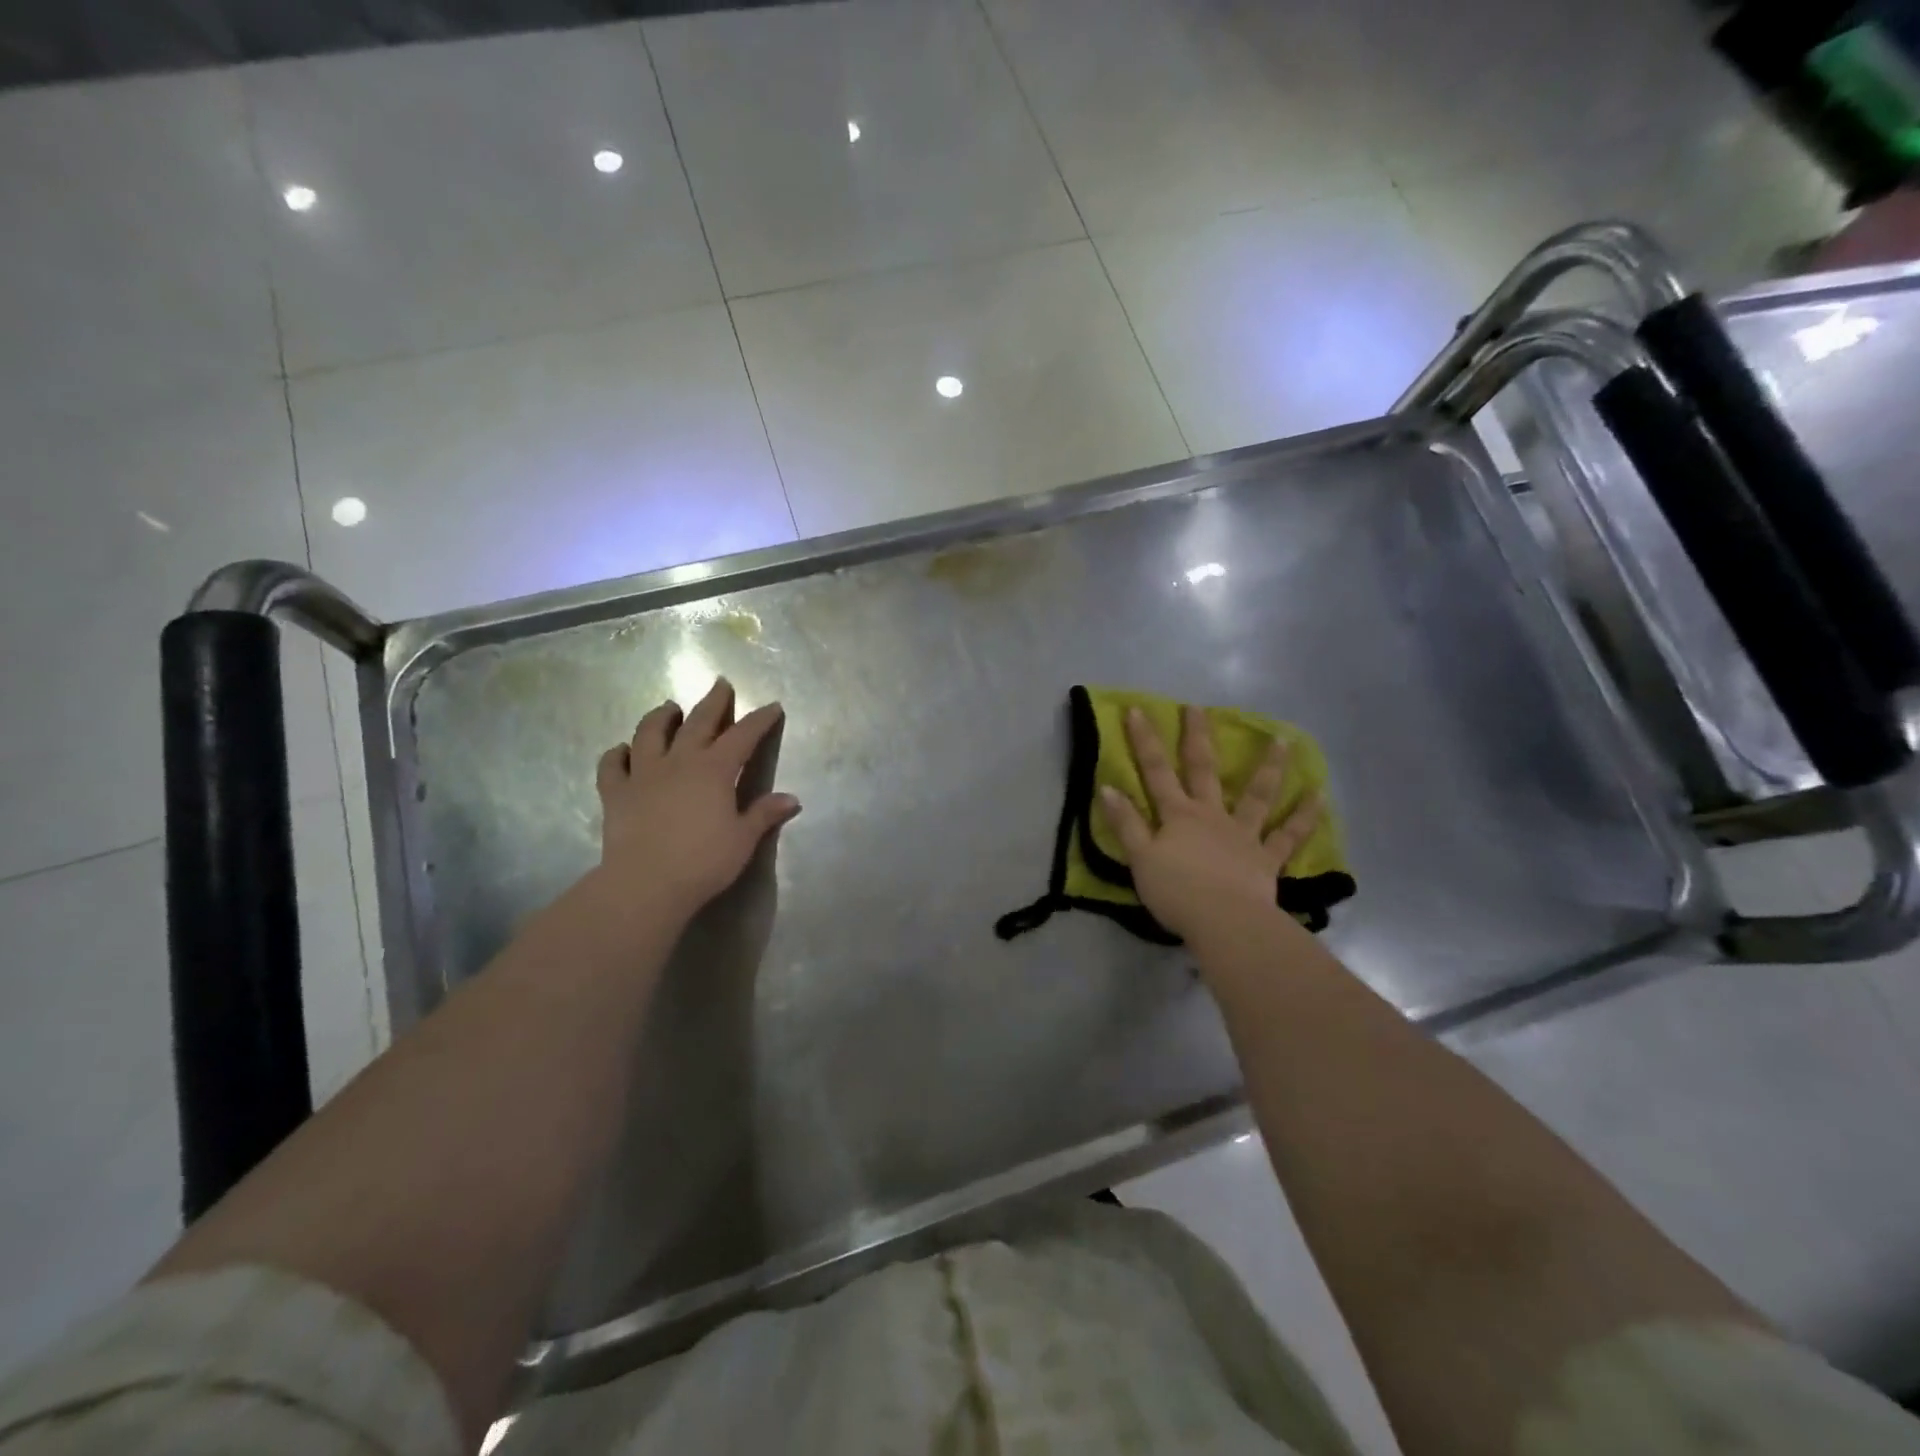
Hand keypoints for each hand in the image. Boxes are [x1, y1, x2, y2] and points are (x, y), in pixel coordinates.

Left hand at [594, 678, 800, 920]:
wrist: (645, 884)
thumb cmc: (703, 862)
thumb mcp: (742, 839)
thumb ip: (764, 814)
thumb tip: (792, 799)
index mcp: (714, 770)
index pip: (743, 736)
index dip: (759, 720)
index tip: (772, 706)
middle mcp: (679, 762)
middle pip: (698, 722)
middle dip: (713, 702)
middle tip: (720, 683)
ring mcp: (643, 774)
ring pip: (650, 733)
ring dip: (661, 717)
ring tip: (668, 707)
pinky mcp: (615, 793)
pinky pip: (612, 765)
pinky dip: (617, 753)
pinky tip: (622, 749)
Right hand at [1098, 705, 1320, 941]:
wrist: (1223, 921)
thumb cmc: (1176, 891)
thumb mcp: (1140, 858)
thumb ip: (1126, 823)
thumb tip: (1107, 787)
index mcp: (1178, 815)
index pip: (1156, 771)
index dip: (1145, 741)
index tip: (1138, 710)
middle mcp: (1211, 815)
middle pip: (1204, 770)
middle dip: (1197, 737)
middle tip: (1198, 707)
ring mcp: (1243, 834)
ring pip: (1257, 794)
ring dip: (1269, 766)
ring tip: (1282, 740)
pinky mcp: (1266, 858)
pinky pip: (1288, 834)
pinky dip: (1305, 815)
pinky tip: (1320, 795)